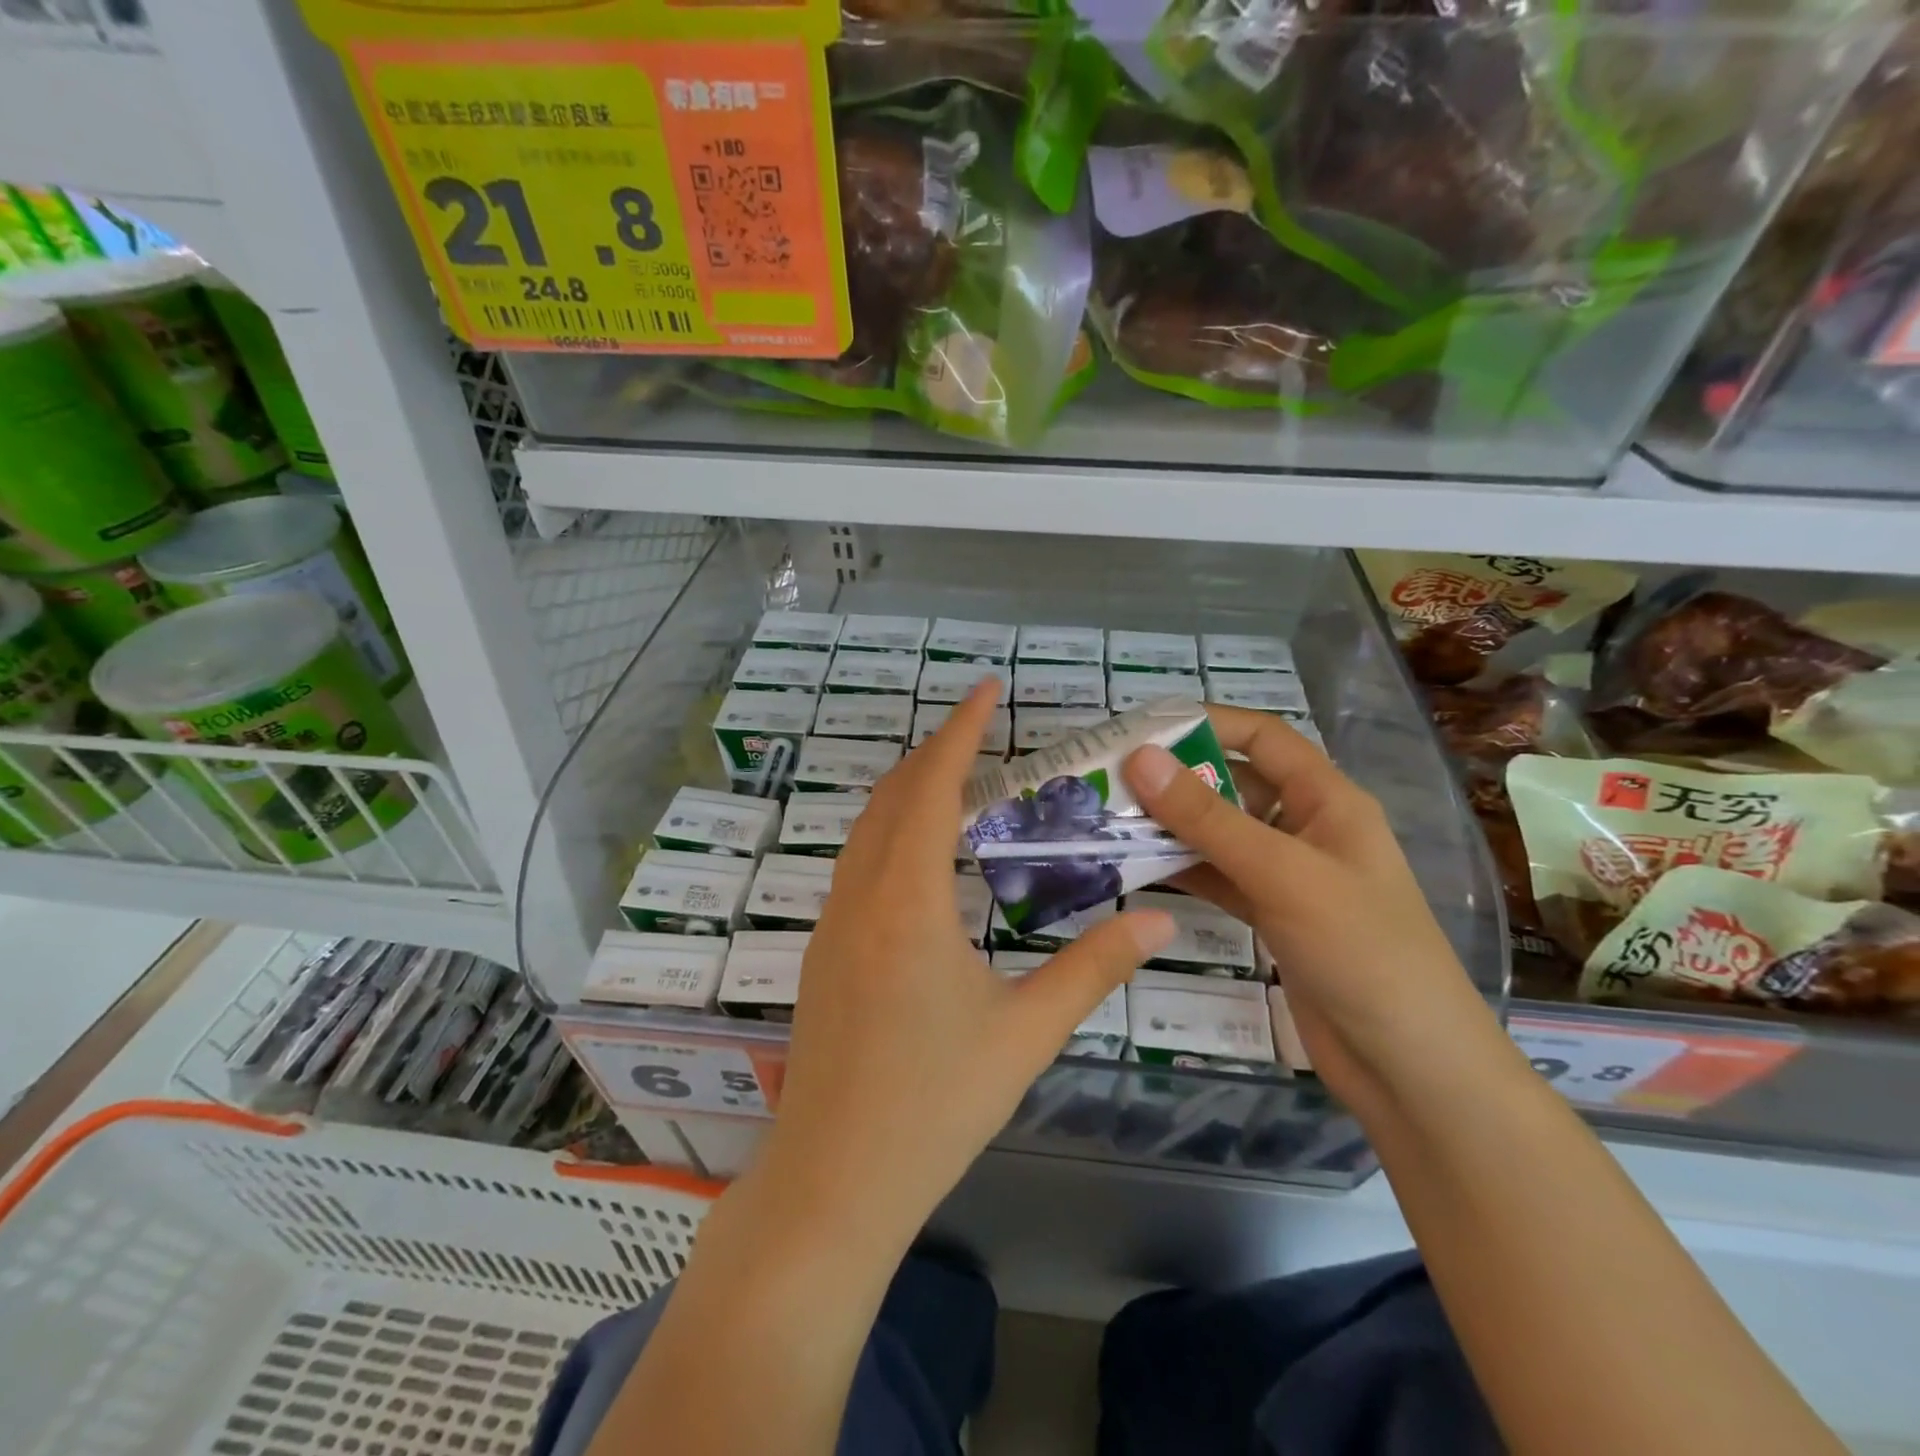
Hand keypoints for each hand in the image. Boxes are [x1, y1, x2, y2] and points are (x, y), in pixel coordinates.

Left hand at [763, 680, 1176, 1250]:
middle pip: (892, 796)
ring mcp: (831, 924)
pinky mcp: (823, 953)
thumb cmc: (934, 1105)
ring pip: (867, 829)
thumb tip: (1159, 923)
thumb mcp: (1025, 1033)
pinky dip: (891, 832)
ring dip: (909, 791)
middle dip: (936, 752)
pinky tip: (923, 855)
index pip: (931, 787)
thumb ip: (1093, 969)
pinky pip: (856, 864)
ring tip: (959, 780)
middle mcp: (859, 897)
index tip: (987, 689)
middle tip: (984, 730)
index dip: (960, 731)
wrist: (834, 1182)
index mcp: (906, 901)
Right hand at [1124, 705, 1503, 1115]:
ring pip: (1219, 834)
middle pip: (1233, 784)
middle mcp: (1306, 828)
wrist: (1410, 1067)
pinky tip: (1135, 868)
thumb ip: (1207, 817)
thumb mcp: (1281, 874)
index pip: (1263, 738)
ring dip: (1170, 827)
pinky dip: (1181, 870)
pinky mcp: (1271, 916)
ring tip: (1108, 821)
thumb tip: (1140, 758)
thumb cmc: (1361, 951)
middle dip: (1175, 779)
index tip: (1142, 728)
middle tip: (1108, 780)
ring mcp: (1287, 875)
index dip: (1207, 722)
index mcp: (1327, 800)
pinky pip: (1217, 877)